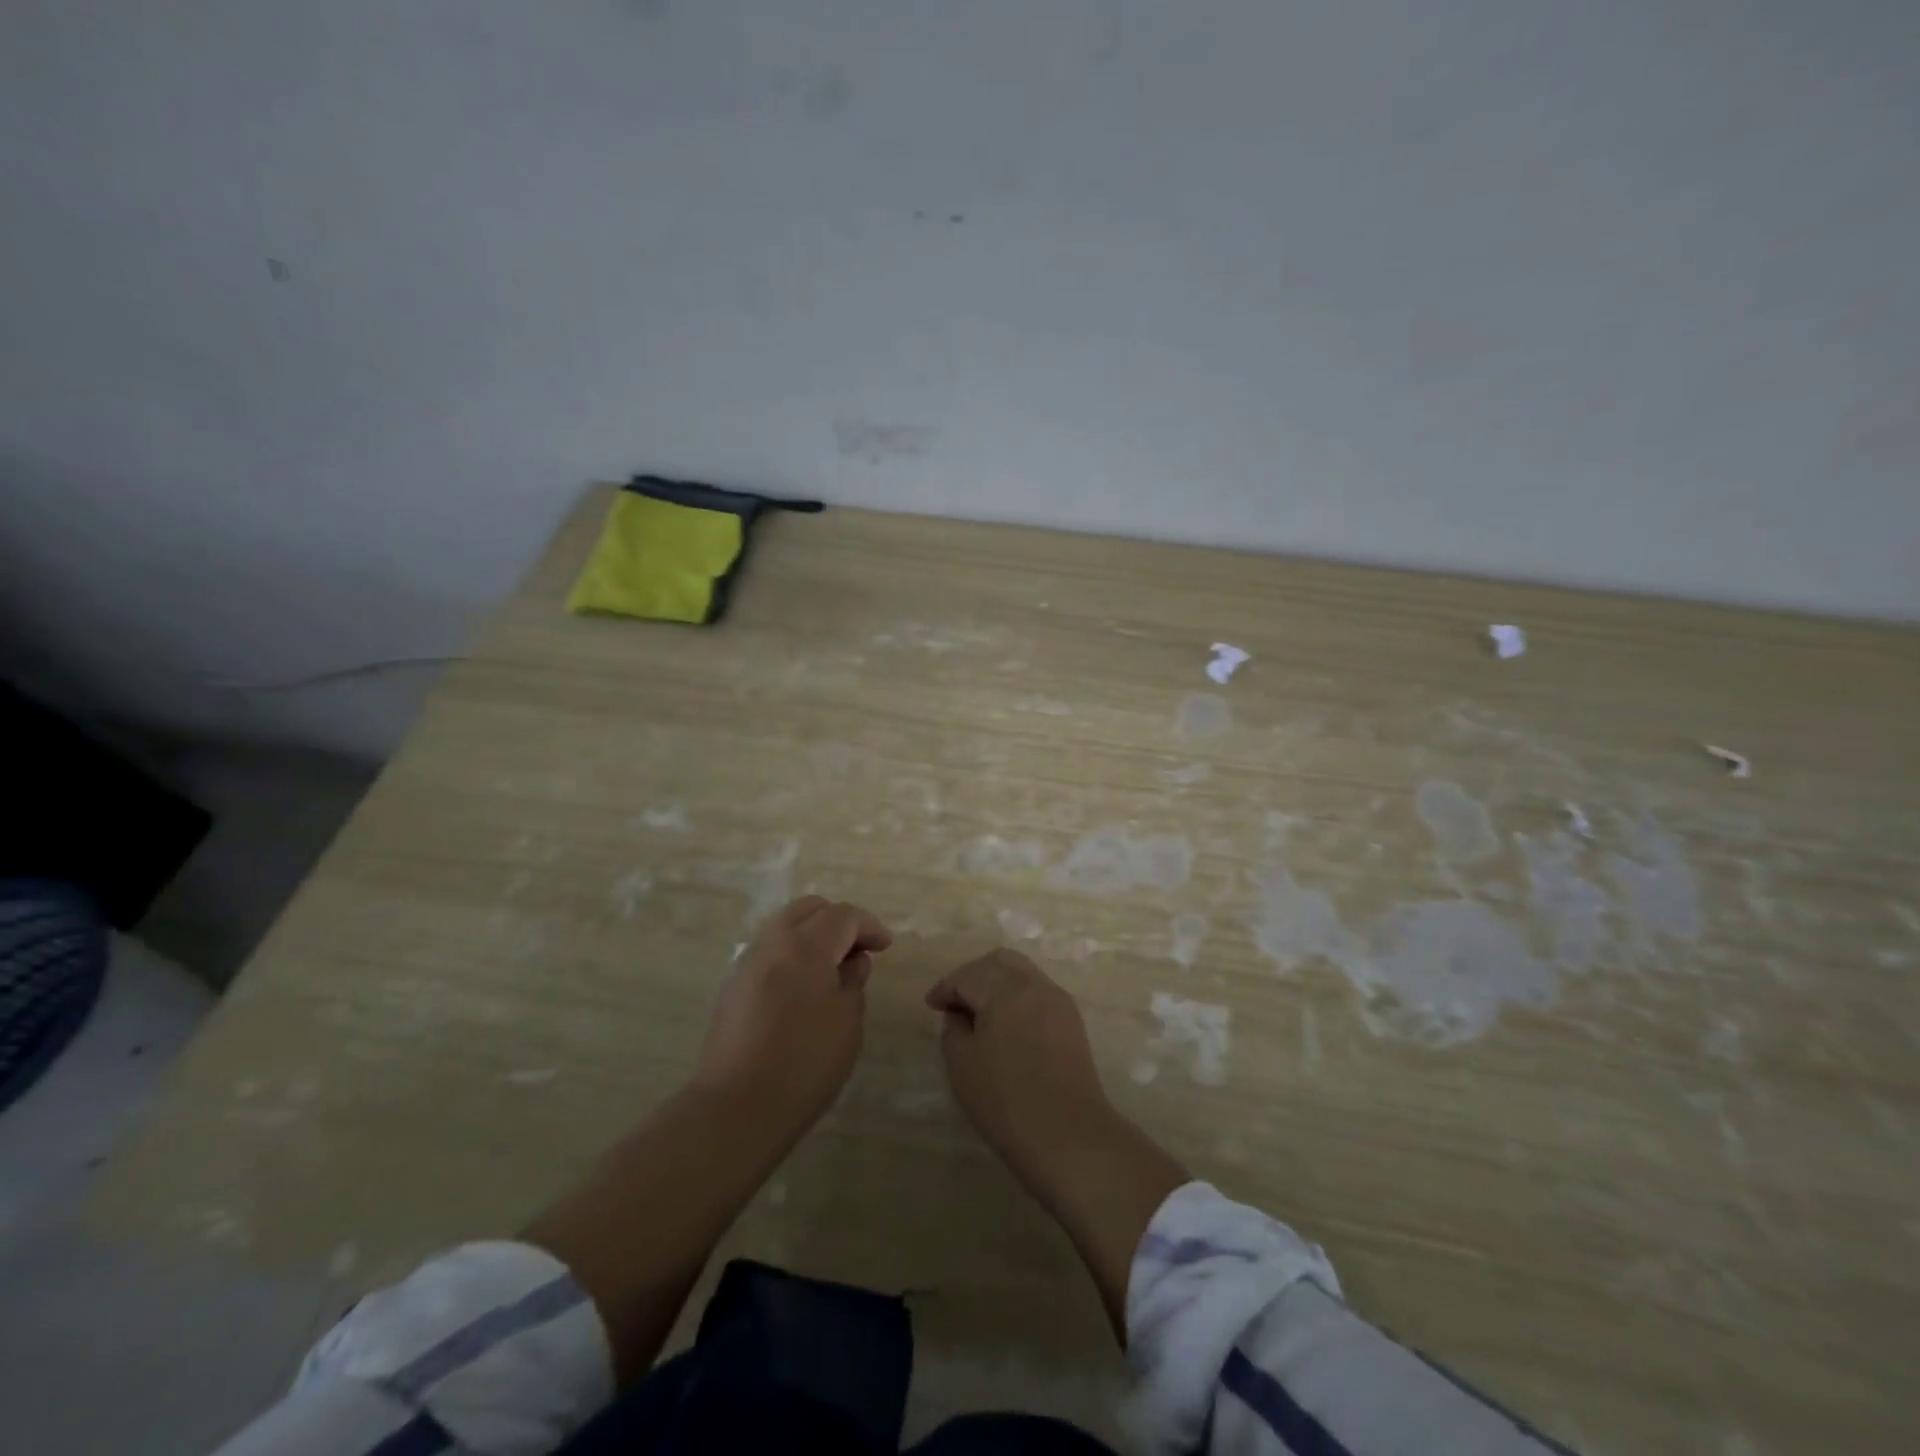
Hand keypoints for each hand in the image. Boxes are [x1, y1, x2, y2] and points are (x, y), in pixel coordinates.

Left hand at [693, 896, 891, 1134]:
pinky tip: (805, 984)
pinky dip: (792, 953)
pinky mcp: (733, 987)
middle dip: (838, 921)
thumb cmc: (804, 1064)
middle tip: (859, 949)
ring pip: (785, 926)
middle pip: (809, 909)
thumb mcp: (847, 1023)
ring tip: (833, 966)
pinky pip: (769, 951)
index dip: (869, 926)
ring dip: (813, 934)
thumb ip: (853, 982)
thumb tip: (852, 962)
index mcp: (805, 946)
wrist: (737, 1108)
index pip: (843, 916)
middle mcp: (773, 943)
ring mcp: (747, 963)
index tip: (885, 946)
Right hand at [927, 947, 1188, 1340]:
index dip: (947, 987)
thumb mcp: (966, 1068)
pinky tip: (1008, 1035)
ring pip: (1024, 979)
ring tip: (979, 1020)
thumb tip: (960, 1016)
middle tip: (954, 1003)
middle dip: (975, 976)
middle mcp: (1038, 988)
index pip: (970, 975)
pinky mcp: (1077, 1031)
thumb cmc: (1012, 1108)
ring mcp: (1062, 1008)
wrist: (1080, 1148)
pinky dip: (1017, 1004)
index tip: (932, 1005)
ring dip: (998, 990)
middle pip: (1002, 963)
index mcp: (1007, 989)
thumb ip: (957, 1032)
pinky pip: (1039, 1000)